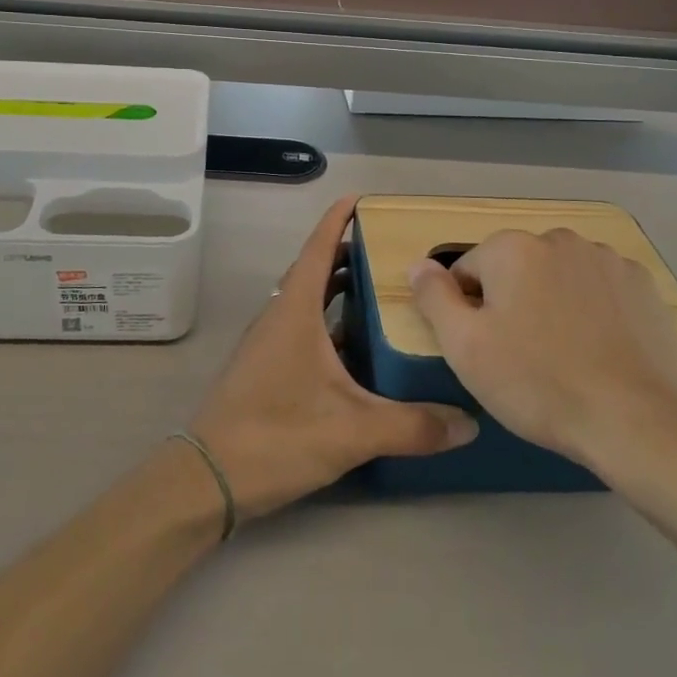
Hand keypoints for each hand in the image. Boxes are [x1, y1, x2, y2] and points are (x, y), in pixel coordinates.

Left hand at [190, 196, 477, 520]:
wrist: (208, 478)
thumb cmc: (276, 435)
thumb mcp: (352, 431)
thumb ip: (412, 425)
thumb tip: (469, 421)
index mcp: (295, 311)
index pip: (318, 248)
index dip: (338, 219)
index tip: (362, 199)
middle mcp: (280, 316)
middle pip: (315, 270)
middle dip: (349, 254)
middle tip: (392, 252)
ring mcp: (269, 342)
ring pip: (308, 301)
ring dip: (339, 290)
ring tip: (382, 293)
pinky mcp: (266, 367)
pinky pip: (303, 328)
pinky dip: (330, 323)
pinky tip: (357, 348)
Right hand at [408, 230, 676, 477]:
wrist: (633, 421)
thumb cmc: (536, 382)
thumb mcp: (465, 347)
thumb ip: (434, 297)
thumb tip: (419, 264)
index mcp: (511, 248)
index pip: (468, 270)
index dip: (468, 311)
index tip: (486, 349)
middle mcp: (558, 239)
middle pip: (516, 268)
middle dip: (512, 301)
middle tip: (522, 354)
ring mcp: (606, 259)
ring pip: (559, 276)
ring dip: (553, 301)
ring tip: (564, 354)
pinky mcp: (643, 285)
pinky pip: (600, 290)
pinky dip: (594, 309)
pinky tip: (599, 349)